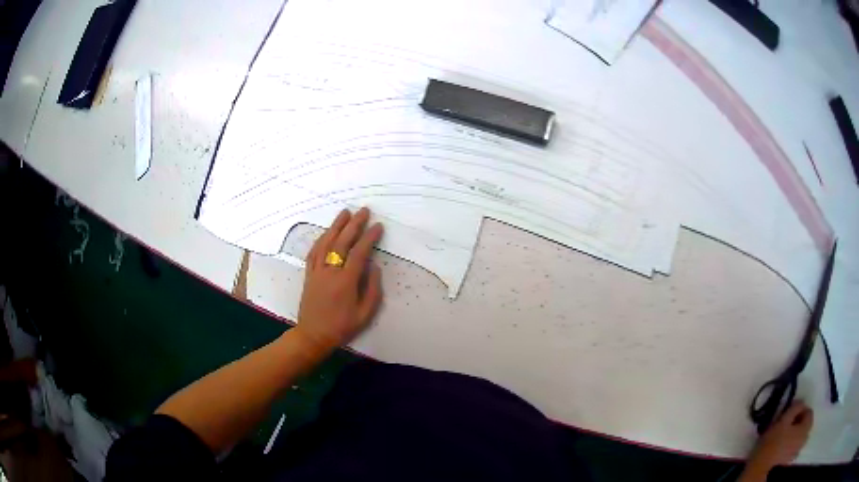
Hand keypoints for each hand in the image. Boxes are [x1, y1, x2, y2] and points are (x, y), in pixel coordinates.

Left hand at [295, 208, 383, 351]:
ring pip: (326, 243)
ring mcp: (317, 272)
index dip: (369, 238)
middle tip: (364, 211)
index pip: (359, 253)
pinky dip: (321, 239)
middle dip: (354, 225)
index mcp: (346, 282)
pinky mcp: (309, 275)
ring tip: (345, 213)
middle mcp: (330, 272)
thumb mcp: (365, 314)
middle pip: (342, 243)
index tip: (378, 226)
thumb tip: (374, 267)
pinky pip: (314, 252)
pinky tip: (327, 232)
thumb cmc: (341, 327)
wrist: (313, 335)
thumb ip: (372, 289)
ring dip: (336, 226)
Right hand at [750, 401, 813, 468]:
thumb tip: (802, 402)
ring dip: (795, 432)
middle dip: (798, 421)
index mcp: (806, 427)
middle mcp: (805, 438)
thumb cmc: (774, 440)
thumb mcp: (784, 418)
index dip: (801, 409)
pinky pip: (794, 446)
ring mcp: (797, 451)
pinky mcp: (790, 459)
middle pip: (805, 424)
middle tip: (787, 423)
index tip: (790, 413)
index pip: (809, 411)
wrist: (761, 466)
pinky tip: (783, 445)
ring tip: (785, 434)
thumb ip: (796, 406)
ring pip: (800, 436)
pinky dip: (791, 443)